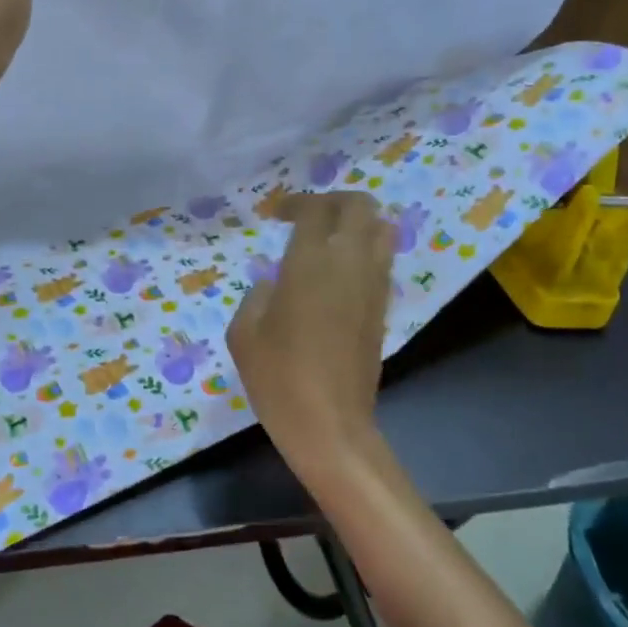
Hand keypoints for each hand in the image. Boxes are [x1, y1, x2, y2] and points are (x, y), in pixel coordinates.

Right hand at [227, 192, 396, 477]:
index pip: (315, 210)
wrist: (330, 425)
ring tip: (329, 239)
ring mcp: (373, 286)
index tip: (276, 214)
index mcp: (310, 263)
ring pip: (381, 230)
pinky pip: (381, 261)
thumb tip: (274, 283)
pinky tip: (339, 273)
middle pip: (360, 206)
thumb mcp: (244, 334)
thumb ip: (257, 296)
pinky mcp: (383, 309)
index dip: (295, 202)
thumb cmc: (278, 379)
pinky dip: (364, 251)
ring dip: (357, 223)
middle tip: (309, 216)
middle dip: (335, 200)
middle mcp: (349, 264)